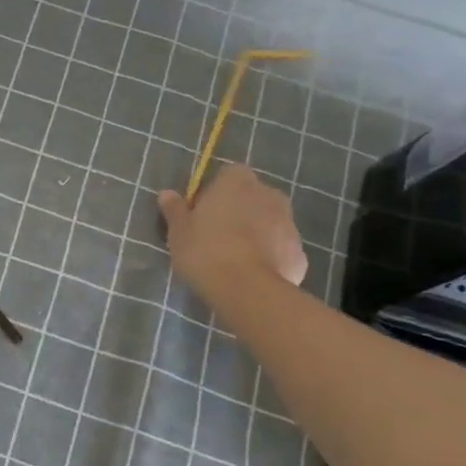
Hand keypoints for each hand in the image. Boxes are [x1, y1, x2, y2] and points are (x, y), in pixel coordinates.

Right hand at [157, 164, 307, 304]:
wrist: (247, 290)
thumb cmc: (205, 251)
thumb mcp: (178, 231)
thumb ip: (175, 209)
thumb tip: (166, 194)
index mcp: (237, 182)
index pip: (229, 175)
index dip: (216, 192)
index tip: (203, 213)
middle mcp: (269, 194)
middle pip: (252, 197)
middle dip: (239, 211)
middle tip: (217, 236)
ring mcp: (289, 224)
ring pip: (269, 223)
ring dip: (256, 234)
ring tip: (234, 259)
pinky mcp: (300, 253)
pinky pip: (280, 249)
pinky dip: (270, 258)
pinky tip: (252, 276)